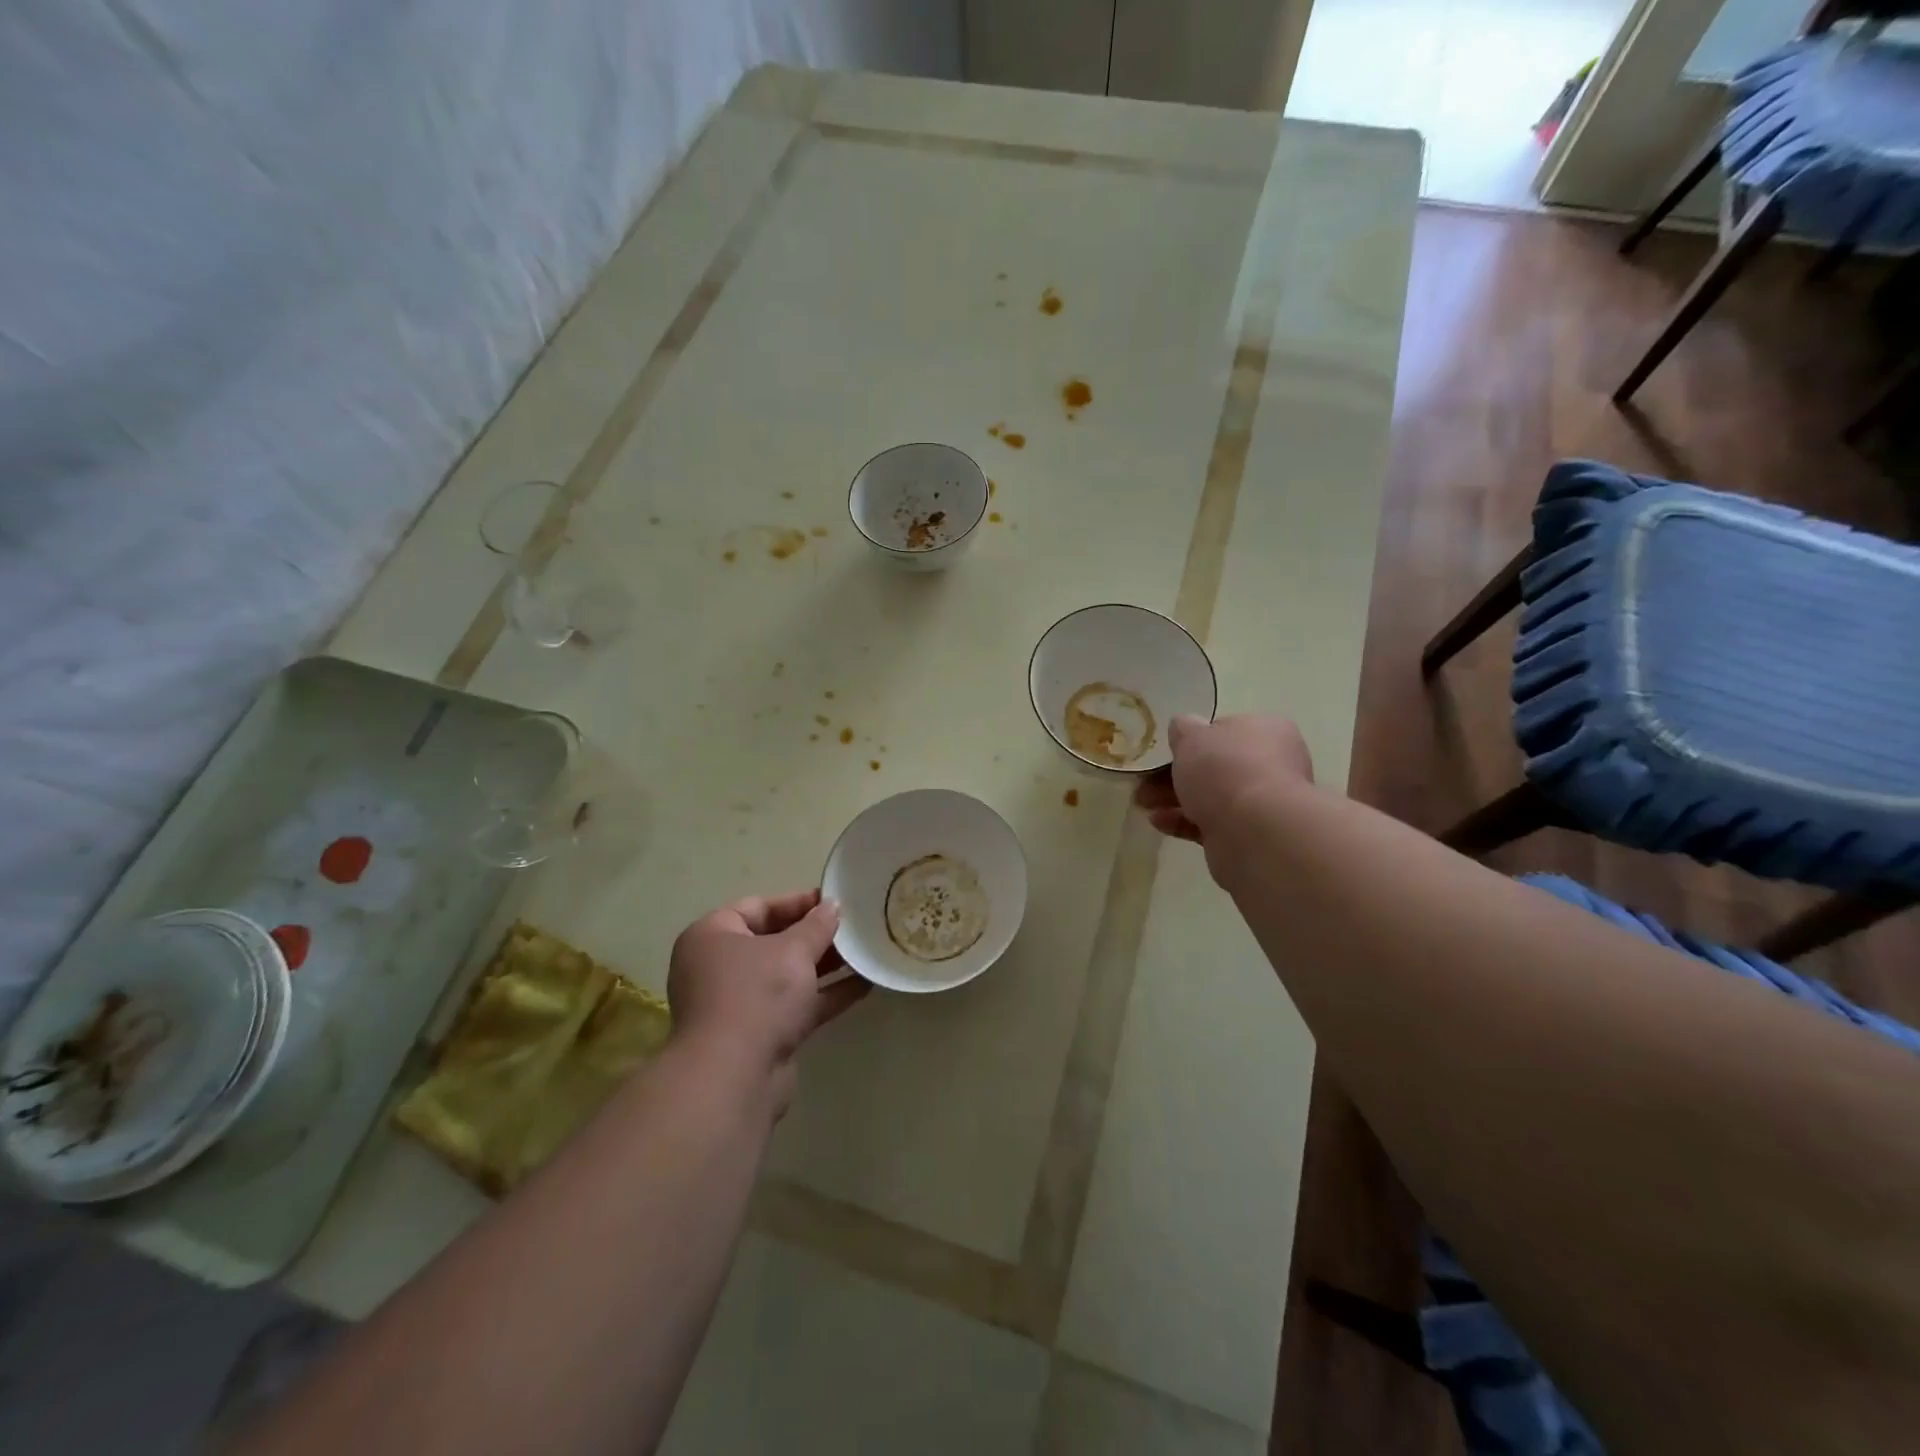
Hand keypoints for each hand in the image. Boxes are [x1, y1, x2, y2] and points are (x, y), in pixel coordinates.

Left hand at [667, 889, 867, 1115]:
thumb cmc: (756, 994)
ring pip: (788, 976)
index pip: (758, 906)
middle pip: (774, 941)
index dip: (798, 902)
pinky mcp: (761, 1035)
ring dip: (825, 965)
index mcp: (713, 936)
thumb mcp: (793, 950)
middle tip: (855, 925)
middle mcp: (720, 967)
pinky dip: (826, 995)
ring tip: (866, 951)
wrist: (734, 1077)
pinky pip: (797, 1005)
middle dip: (815, 935)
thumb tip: (833, 906)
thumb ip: (817, 926)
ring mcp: (739, 1004)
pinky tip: (865, 984)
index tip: (835, 900)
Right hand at [1133, 714, 1313, 850]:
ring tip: (1142, 802)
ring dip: (1174, 798)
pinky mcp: (1248, 835)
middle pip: (1216, 766)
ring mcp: (1262, 804)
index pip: (1228, 730)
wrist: (1253, 832)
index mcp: (1267, 731)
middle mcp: (1272, 765)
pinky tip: (1157, 821)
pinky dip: (1183, 821)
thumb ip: (1183, 728)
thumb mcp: (1193, 736)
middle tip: (1144, 780)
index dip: (1196, 739)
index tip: (1169, 750)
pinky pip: (1210, 823)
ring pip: (1211, 796)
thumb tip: (1183, 726)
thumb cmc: (1225, 770)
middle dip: (1175, 773)